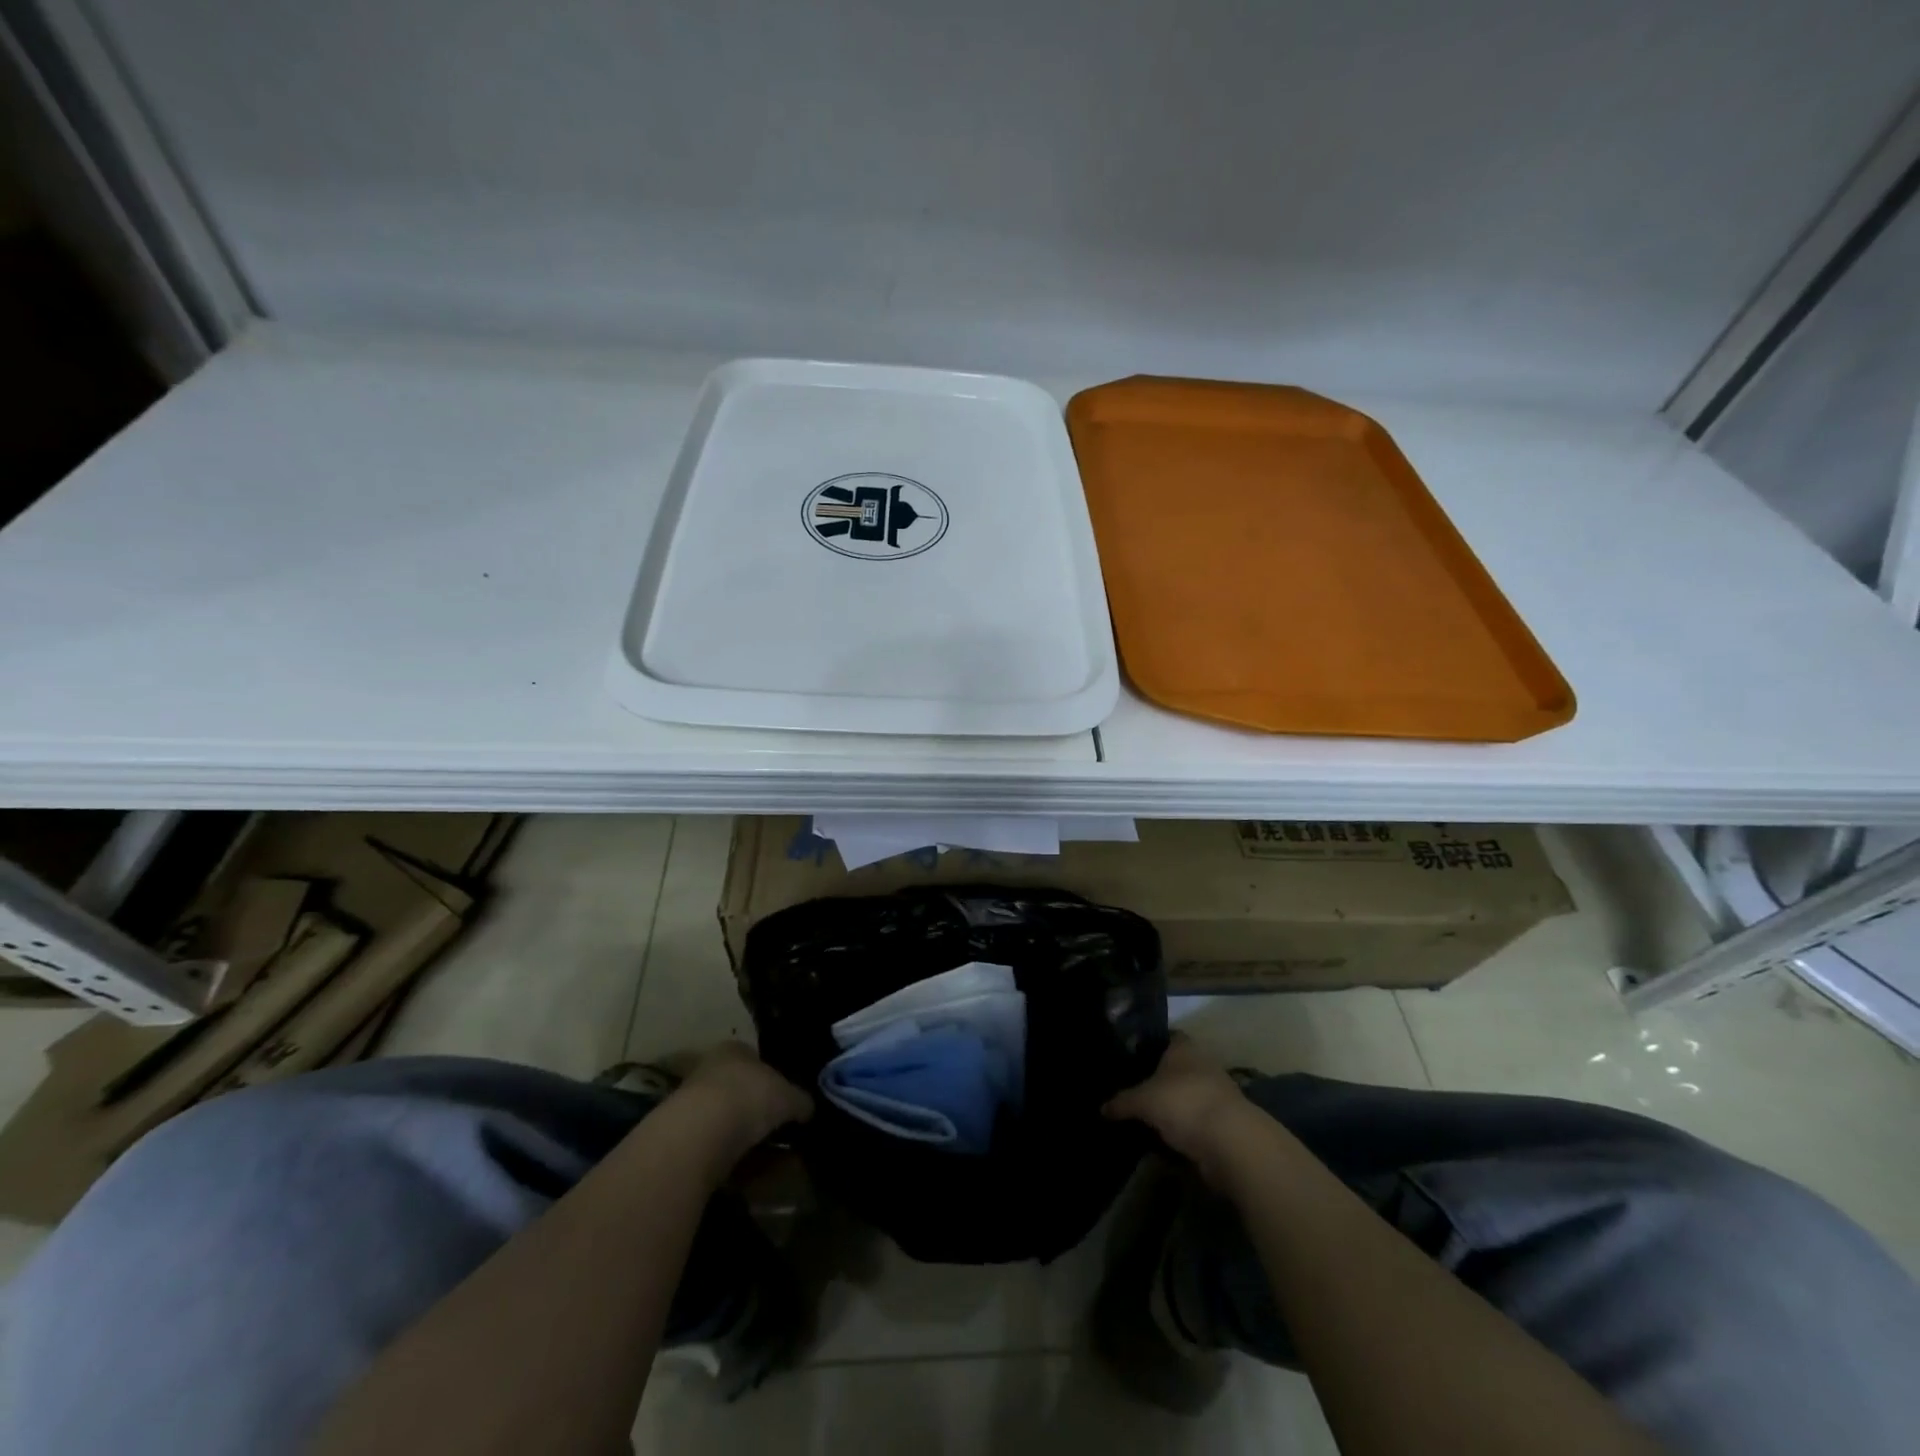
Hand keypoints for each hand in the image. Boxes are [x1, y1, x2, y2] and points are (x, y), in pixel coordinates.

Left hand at [671, 1041, 813, 1158]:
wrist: (699, 1134)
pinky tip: (748, 1173)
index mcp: (734, 1049)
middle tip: (780, 1134)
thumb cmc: (749, 1097)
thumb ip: (801, 1101)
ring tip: (769, 1160)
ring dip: (745, 1139)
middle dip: (759, 1112)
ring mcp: (692, 1104)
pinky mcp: (682, 1139)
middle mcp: (710, 1070)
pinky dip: (731, 1159)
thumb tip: (809, 1109)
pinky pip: (715, 1148)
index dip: (774, 1080)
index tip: (787, 1103)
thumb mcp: (789, 1097)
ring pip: (727, 1121)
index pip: (756, 1059)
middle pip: (740, 1091)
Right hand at [1103, 1034, 1250, 1182]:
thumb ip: (1122, 1102)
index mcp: (1184, 1047)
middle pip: (1177, 1068)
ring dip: (1173, 1106)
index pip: (1166, 1038)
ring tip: (1146, 1116)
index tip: (1132, 1057)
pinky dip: (1184, 1128)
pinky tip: (1165, 1137)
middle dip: (1159, 1079)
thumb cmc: (1183, 1103)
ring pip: (1187, 1095)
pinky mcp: (1224, 1121)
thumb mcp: (1143, 1101)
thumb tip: (1102, 1108)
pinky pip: (1196, 1120)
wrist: (1231, 1142)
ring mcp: (1216, 1093)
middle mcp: (1202, 1063)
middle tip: (1133, 1089)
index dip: (1150, 1045)